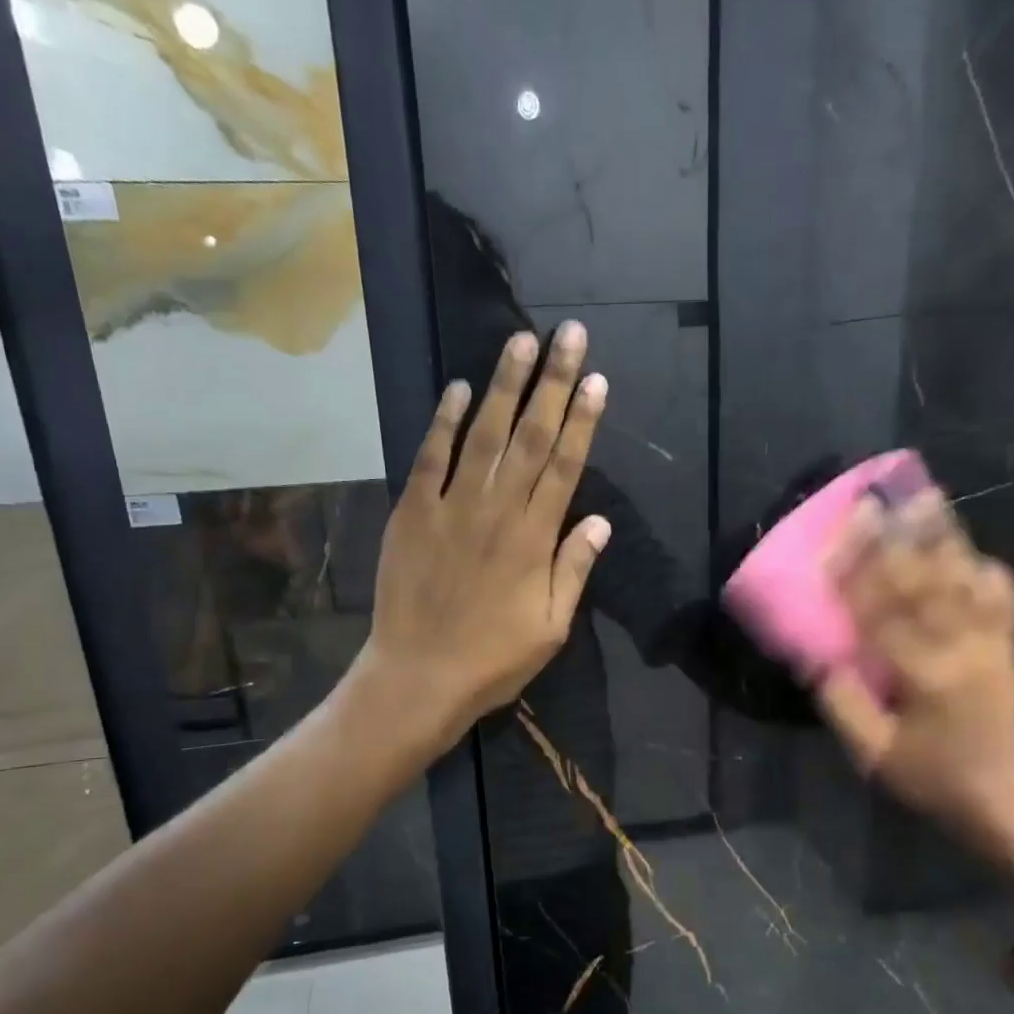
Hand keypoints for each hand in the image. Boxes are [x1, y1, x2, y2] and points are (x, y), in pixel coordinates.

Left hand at [356, 321, 610, 751]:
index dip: (583, 421)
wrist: (418, 677)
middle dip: (553, 383)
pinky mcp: (412, 513)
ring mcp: (451, 508)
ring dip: (503, 386)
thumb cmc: (493, 660)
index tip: (597, 380)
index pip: (565, 466)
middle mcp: (497, 512)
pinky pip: (430, 459)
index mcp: (534, 540)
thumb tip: (600, 521)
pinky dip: (444, 422)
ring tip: (521, 342)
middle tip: (570, 336)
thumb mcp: (551, 627)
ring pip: (482, 435)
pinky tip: (458, 389)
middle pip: (530, 437)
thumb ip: (574, 569)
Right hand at [817, 488, 1013, 839]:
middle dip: (899, 537)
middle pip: (926, 582)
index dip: (859, 569)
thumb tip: (816, 657)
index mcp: (925, 677)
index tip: (844, 531)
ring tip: (926, 497)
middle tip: (881, 498)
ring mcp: (992, 644)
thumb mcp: (873, 754)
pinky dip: (984, 567)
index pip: (883, 612)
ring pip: (965, 578)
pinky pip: (1001, 596)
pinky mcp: (1009, 646)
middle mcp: (962, 650)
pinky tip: (968, 547)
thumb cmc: (929, 777)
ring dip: (943, 535)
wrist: (1000, 798)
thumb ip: (843, 705)